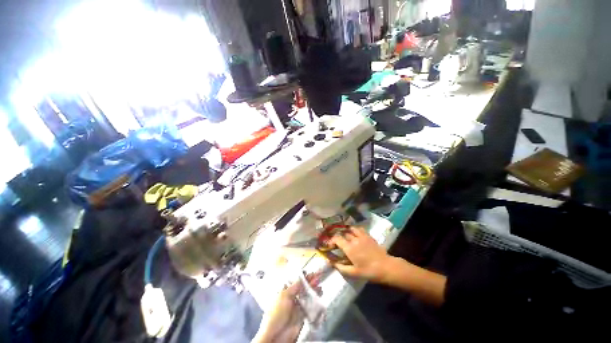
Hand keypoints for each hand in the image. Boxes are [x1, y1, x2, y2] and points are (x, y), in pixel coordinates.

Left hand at [252, 275, 317, 342]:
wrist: (275, 336)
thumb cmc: (276, 313)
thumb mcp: (284, 296)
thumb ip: (294, 287)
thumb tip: (301, 277)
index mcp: (284, 292)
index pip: (295, 282)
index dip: (303, 277)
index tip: (311, 272)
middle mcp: (291, 298)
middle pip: (303, 288)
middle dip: (310, 283)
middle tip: (318, 277)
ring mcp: (297, 307)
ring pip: (307, 296)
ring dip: (314, 290)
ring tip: (320, 285)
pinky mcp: (302, 315)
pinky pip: (310, 306)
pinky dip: (315, 300)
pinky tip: (319, 295)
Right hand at [328, 227, 392, 282]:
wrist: (385, 267)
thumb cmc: (368, 271)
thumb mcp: (353, 273)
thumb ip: (341, 268)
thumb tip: (332, 263)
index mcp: (349, 248)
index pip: (337, 239)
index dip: (332, 240)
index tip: (330, 244)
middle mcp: (354, 239)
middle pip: (343, 234)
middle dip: (340, 237)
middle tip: (339, 243)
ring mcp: (361, 236)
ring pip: (351, 229)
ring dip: (347, 232)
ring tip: (347, 236)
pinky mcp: (368, 236)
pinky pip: (360, 229)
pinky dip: (355, 230)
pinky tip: (356, 233)